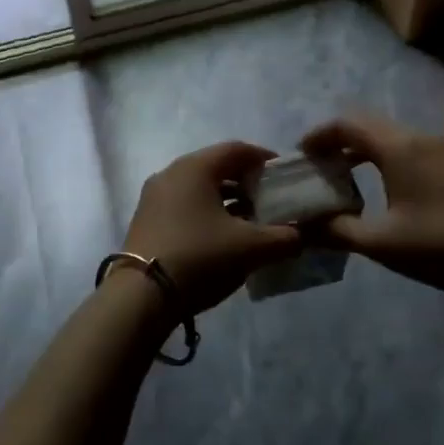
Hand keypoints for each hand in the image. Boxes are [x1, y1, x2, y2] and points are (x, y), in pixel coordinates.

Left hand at [122, 142, 300, 312]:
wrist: (142, 294)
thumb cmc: (199, 257)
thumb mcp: (250, 248)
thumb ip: (283, 237)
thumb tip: (302, 235)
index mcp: (195, 167)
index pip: (237, 149)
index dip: (264, 159)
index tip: (285, 176)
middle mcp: (171, 173)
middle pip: (217, 166)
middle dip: (247, 181)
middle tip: (271, 200)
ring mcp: (155, 196)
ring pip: (200, 187)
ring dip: (228, 200)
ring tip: (251, 221)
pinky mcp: (147, 219)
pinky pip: (185, 204)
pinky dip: (208, 212)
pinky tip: (223, 237)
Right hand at [300, 113, 443, 293]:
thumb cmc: (441, 245)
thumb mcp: (381, 243)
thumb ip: (337, 231)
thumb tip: (303, 228)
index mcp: (397, 147)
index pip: (347, 124)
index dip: (320, 135)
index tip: (302, 155)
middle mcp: (420, 139)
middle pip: (370, 126)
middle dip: (340, 142)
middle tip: (321, 168)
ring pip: (394, 138)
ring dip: (366, 152)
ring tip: (349, 180)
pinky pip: (413, 151)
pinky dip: (390, 161)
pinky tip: (391, 193)